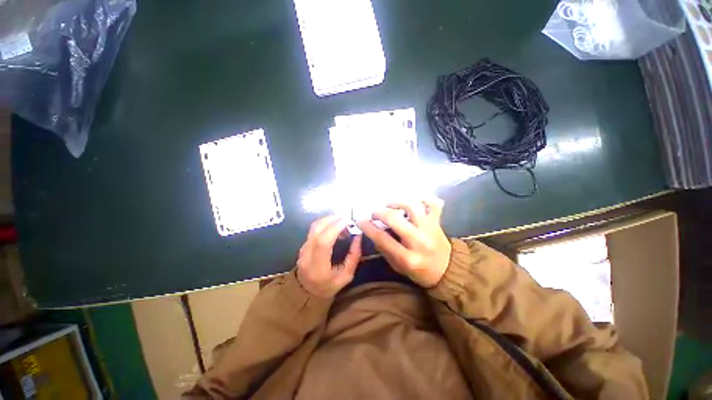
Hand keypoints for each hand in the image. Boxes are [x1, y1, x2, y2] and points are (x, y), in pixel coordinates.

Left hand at [296, 215, 362, 297]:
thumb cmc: (329, 286)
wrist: (307, 291)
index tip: (347, 221)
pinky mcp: (303, 244)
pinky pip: (314, 229)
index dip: (335, 229)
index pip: (323, 243)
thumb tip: (358, 236)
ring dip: (330, 219)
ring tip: (343, 221)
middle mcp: (307, 255)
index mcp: (317, 268)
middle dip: (333, 219)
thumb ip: (353, 256)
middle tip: (347, 217)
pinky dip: (326, 223)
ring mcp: (303, 248)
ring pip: (314, 226)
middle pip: (317, 230)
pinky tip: (336, 226)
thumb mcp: (346, 276)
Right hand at [357, 197, 450, 287]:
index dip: (368, 227)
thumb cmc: (420, 271)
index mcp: (408, 258)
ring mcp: (430, 229)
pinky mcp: (438, 222)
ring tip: (390, 206)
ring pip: (411, 207)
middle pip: (394, 219)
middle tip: (374, 213)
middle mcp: (419, 241)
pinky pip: (434, 204)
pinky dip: (425, 199)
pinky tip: (415, 202)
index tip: (360, 220)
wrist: (448, 271)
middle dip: (379, 213)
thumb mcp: (398, 267)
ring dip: (397, 203)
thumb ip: (385, 250)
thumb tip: (374, 233)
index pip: (383, 239)